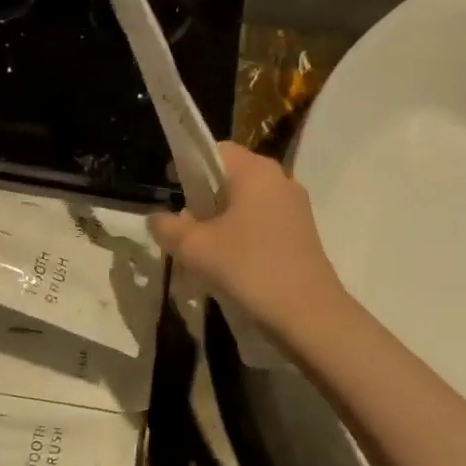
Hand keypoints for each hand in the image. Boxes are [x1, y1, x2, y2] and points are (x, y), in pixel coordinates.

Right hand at [148, 143, 345, 338]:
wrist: (309, 315)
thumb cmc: (249, 268)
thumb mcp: (195, 248)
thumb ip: (168, 227)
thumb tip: (156, 218)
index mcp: (255, 171)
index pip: (215, 150)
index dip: (188, 166)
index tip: (172, 191)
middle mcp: (279, 179)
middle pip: (230, 177)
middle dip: (203, 198)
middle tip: (184, 228)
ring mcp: (295, 207)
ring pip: (246, 202)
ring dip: (221, 220)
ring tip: (203, 251)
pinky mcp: (302, 232)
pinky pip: (262, 221)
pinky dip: (242, 234)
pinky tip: (230, 264)